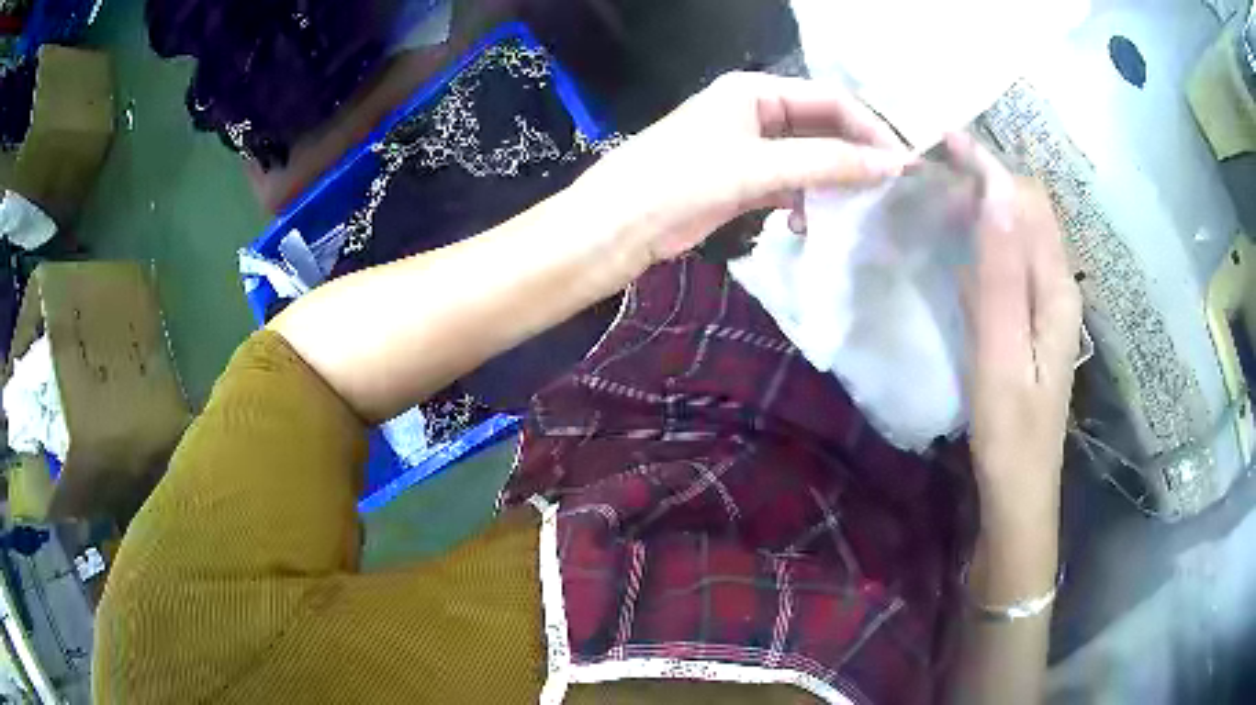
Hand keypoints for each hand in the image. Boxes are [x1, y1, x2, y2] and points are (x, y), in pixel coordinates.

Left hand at [574, 72, 914, 267]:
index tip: (903, 164)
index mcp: (756, 91)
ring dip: (832, 184)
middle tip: (889, 191)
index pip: (831, 100)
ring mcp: (751, 147)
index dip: (870, 129)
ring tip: (855, 212)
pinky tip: (810, 225)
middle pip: (823, 128)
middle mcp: (756, 112)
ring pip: (810, 159)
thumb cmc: (682, 180)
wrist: (621, 226)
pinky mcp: (744, 180)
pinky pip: (791, 185)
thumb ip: (827, 164)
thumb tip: (892, 166)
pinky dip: (806, 203)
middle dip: (855, 158)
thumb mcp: (759, 167)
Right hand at [948, 134, 1081, 507]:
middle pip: (1027, 209)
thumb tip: (994, 194)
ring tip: (936, 191)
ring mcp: (1044, 304)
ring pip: (1018, 232)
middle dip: (984, 177)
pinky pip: (1009, 260)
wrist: (1018, 492)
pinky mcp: (1029, 320)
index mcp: (1056, 289)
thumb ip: (1000, 276)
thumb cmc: (1010, 435)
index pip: (1028, 202)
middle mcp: (1057, 285)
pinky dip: (983, 238)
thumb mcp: (1001, 357)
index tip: (939, 142)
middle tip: (930, 167)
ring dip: (983, 204)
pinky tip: (956, 242)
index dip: (988, 166)